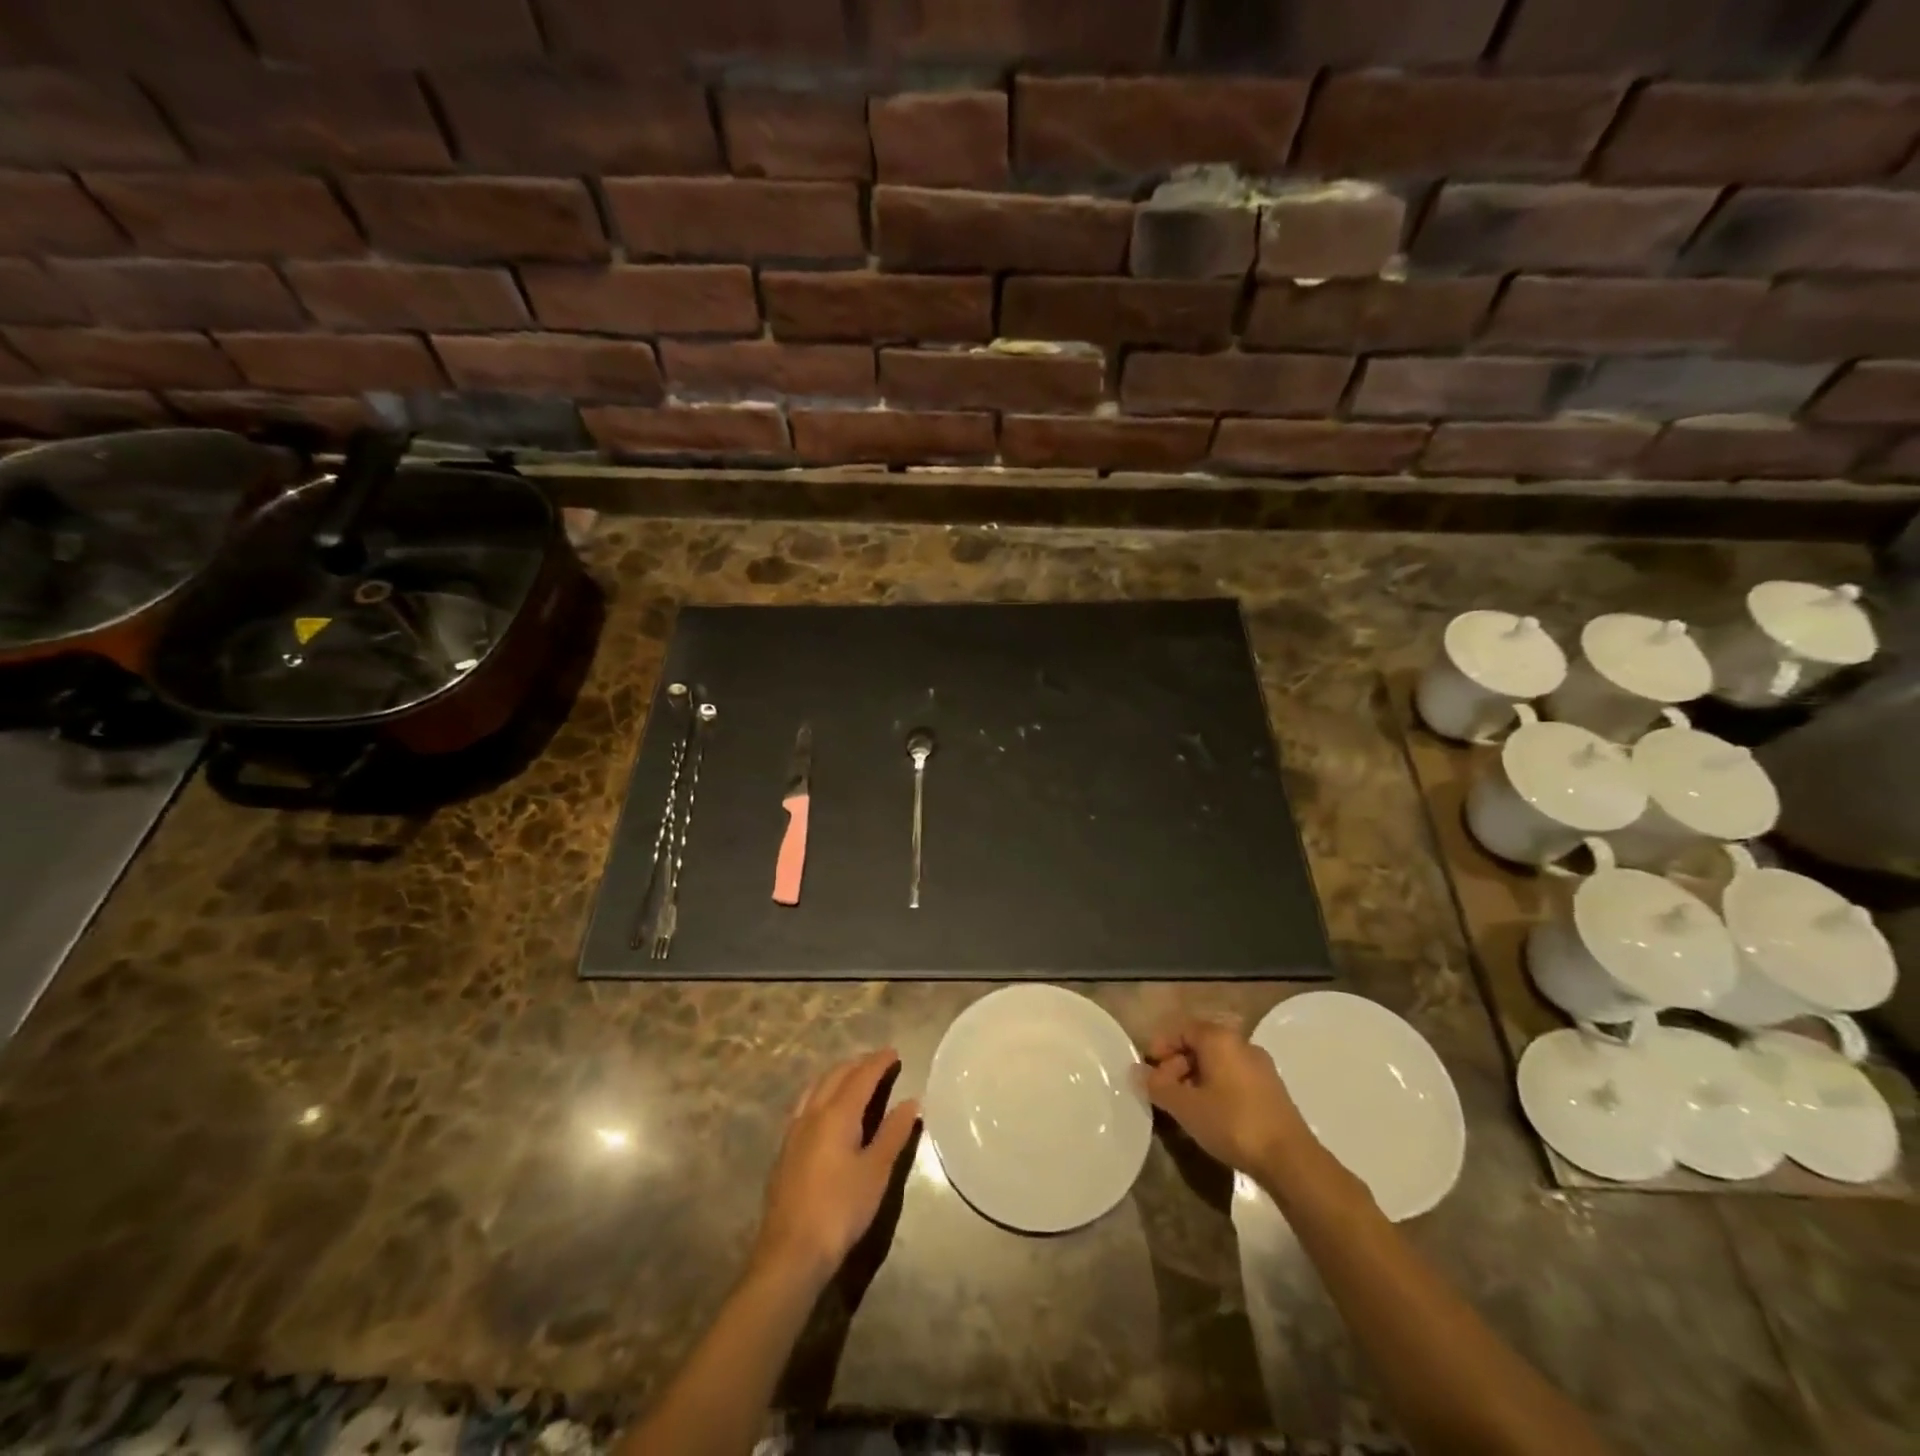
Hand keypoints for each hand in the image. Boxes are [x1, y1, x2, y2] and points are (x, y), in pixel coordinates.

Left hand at [753, 1049, 919, 1287]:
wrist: (791, 1251)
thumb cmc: (840, 1209)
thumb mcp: (876, 1172)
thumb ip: (893, 1133)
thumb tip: (911, 1101)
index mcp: (837, 1113)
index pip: (861, 1076)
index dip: (879, 1062)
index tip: (894, 1053)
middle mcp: (813, 1113)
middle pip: (836, 1076)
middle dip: (858, 1064)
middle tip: (878, 1062)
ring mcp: (794, 1130)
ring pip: (816, 1087)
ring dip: (836, 1075)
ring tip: (852, 1077)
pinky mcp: (785, 1149)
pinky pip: (805, 1104)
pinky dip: (821, 1092)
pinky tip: (824, 1108)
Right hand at [1140, 1018, 1314, 1177]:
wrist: (1290, 1159)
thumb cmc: (1232, 1122)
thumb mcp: (1185, 1106)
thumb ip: (1157, 1086)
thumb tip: (1136, 1071)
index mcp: (1219, 1038)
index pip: (1181, 1028)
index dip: (1160, 1046)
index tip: (1149, 1071)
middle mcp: (1241, 1043)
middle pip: (1199, 1045)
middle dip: (1176, 1066)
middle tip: (1163, 1093)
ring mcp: (1260, 1066)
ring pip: (1217, 1063)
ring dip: (1194, 1080)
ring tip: (1184, 1108)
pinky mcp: (1271, 1089)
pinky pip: (1233, 1078)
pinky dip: (1215, 1089)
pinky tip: (1210, 1116)